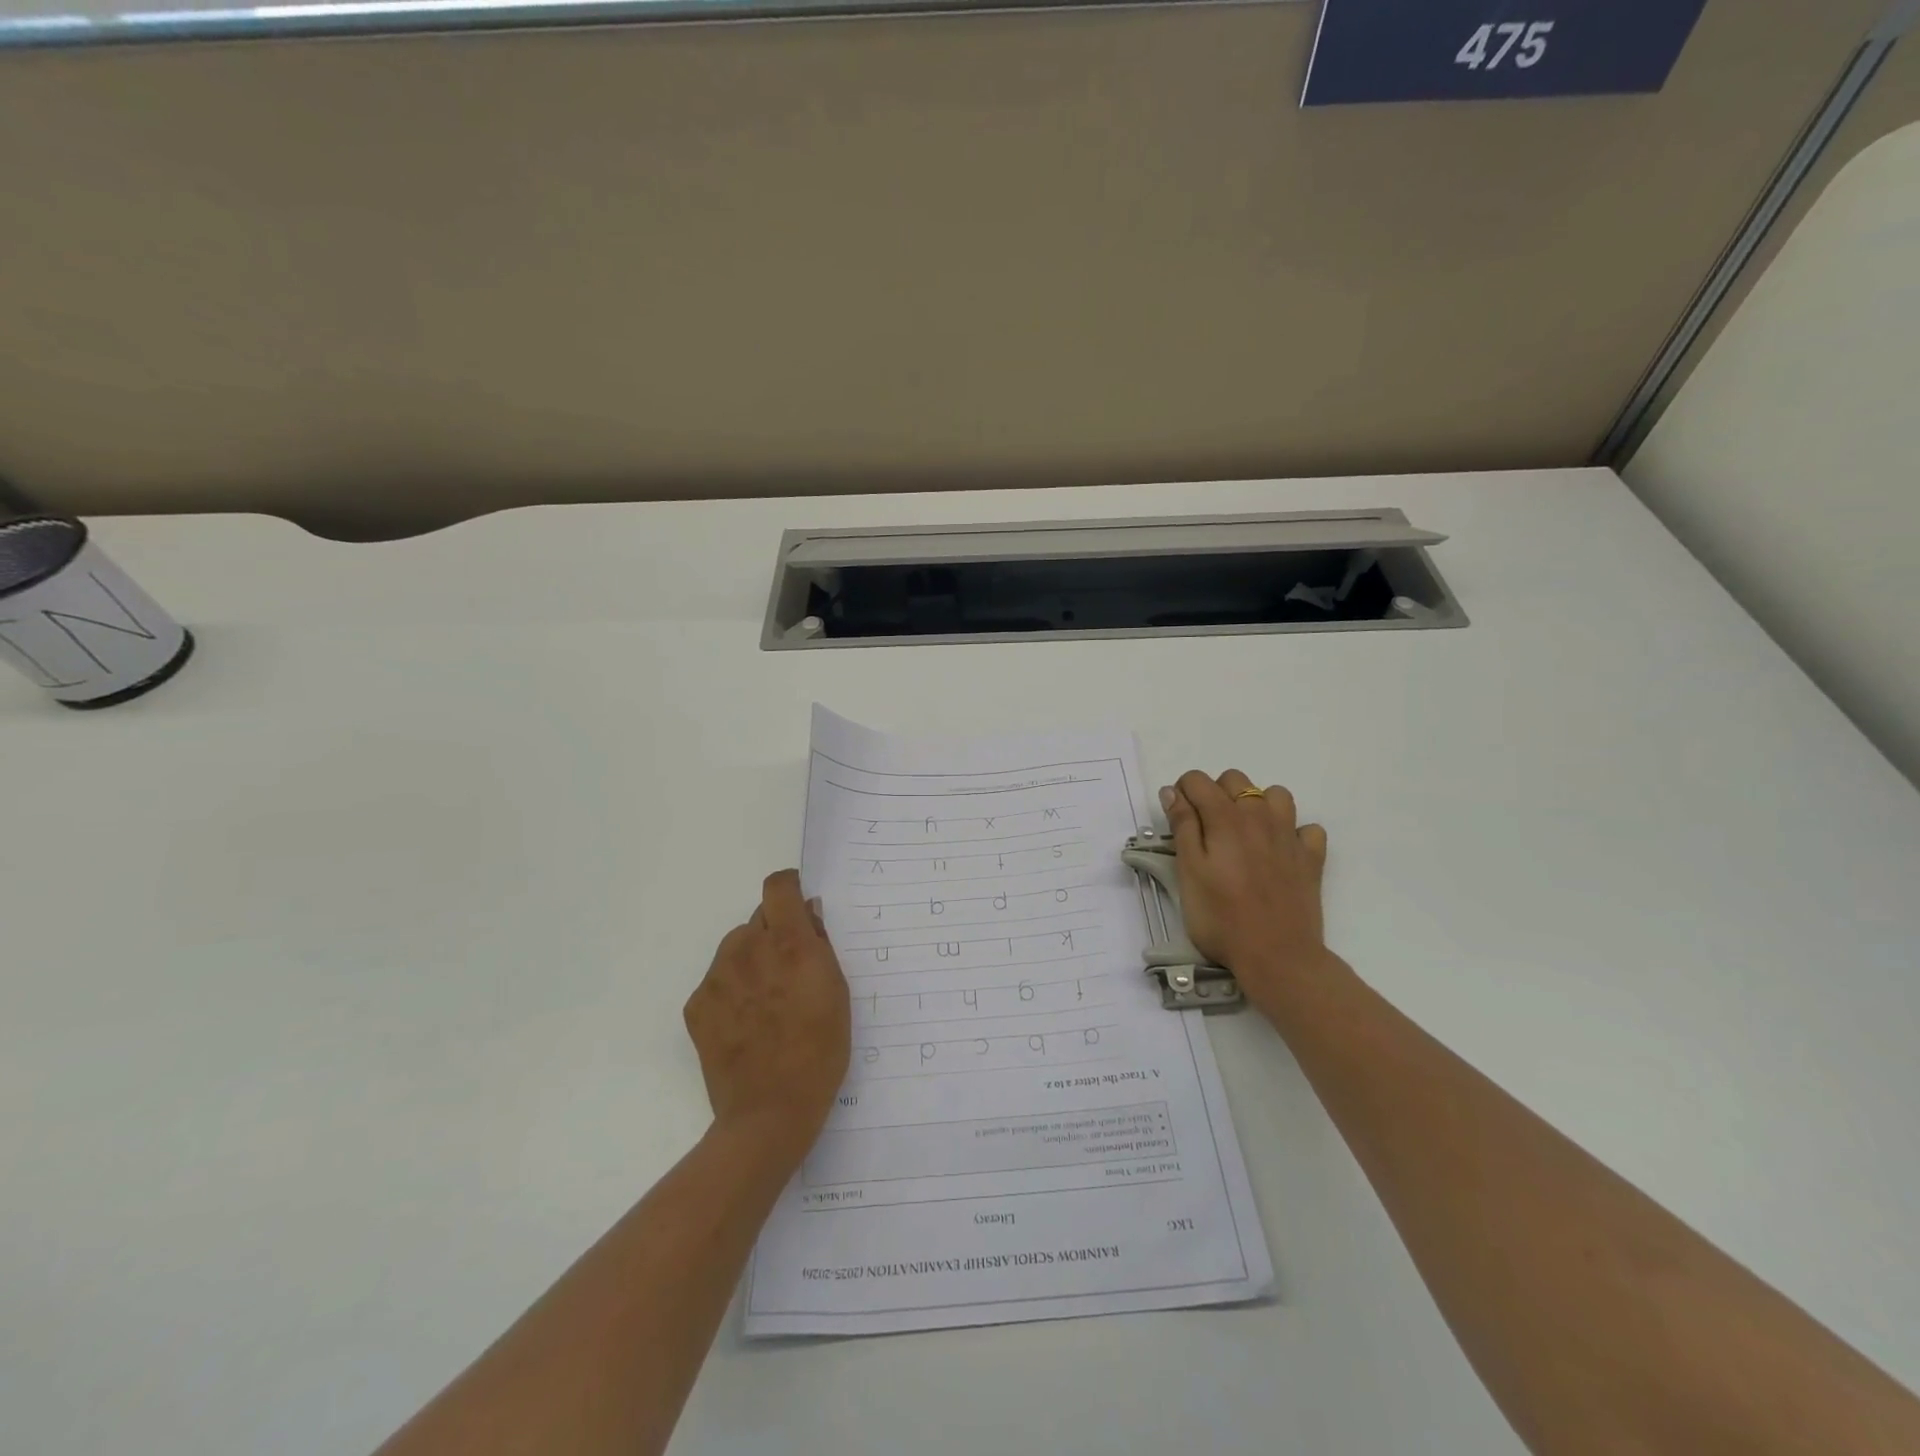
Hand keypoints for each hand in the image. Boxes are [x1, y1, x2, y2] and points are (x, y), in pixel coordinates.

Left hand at [683, 870, 850, 1156]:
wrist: (769, 1112)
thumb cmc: (820, 1051)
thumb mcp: (838, 992)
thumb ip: (820, 945)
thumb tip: (807, 913)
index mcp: (789, 943)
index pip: (778, 887)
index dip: (789, 889)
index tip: (798, 905)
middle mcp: (748, 949)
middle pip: (758, 918)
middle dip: (774, 932)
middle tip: (788, 969)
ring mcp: (717, 976)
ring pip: (735, 945)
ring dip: (751, 957)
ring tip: (766, 999)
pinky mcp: (697, 1003)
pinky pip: (717, 977)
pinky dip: (732, 987)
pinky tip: (746, 1020)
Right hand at [1160, 770, 1331, 1011]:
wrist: (1277, 956)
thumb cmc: (1221, 917)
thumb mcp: (1188, 871)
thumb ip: (1182, 827)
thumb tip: (1173, 792)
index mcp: (1225, 818)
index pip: (1198, 780)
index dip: (1181, 792)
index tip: (1176, 817)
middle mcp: (1259, 817)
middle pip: (1236, 780)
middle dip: (1215, 793)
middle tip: (1205, 829)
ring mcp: (1289, 836)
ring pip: (1275, 795)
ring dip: (1256, 805)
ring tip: (1243, 833)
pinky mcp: (1311, 858)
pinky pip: (1306, 828)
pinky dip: (1292, 832)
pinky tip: (1279, 852)